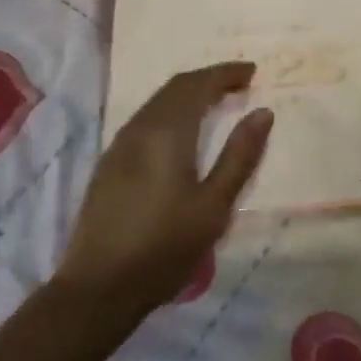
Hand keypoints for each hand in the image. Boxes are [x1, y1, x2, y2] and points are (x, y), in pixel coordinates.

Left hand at [56, 63, 271, 312]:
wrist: (97, 289)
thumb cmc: (164, 248)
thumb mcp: (214, 206)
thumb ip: (239, 155)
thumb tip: (262, 112)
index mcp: (168, 131)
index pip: (199, 84)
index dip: (226, 73)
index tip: (252, 72)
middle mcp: (141, 127)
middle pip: (176, 87)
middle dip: (209, 79)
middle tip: (238, 83)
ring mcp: (120, 144)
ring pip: (159, 101)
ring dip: (189, 93)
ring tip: (216, 102)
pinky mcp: (110, 163)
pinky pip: (146, 118)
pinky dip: (172, 110)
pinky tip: (182, 130)